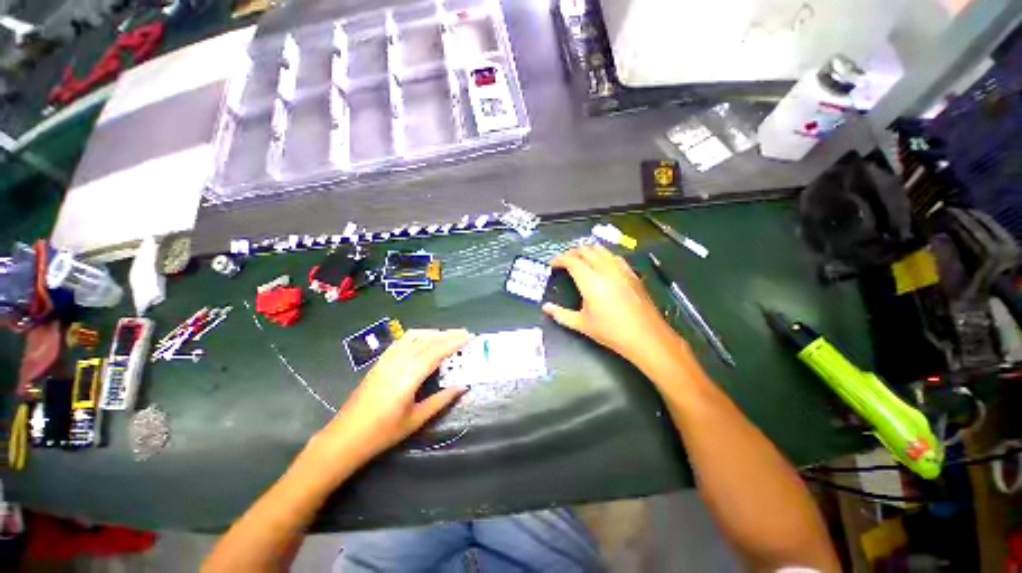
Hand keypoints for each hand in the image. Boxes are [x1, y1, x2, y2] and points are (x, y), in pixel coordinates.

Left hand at [310, 329, 471, 467]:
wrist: (345, 437)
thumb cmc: (383, 432)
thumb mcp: (416, 419)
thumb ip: (441, 400)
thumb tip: (462, 386)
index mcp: (409, 376)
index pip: (436, 352)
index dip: (453, 342)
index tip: (469, 336)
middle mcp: (398, 362)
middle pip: (427, 341)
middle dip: (447, 335)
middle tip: (464, 332)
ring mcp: (387, 360)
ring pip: (413, 337)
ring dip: (432, 333)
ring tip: (447, 335)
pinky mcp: (380, 362)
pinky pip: (401, 341)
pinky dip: (416, 336)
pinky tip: (423, 340)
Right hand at [543, 245, 670, 360]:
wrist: (646, 336)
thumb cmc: (611, 331)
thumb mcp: (581, 324)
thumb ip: (561, 314)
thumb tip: (546, 308)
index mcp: (590, 281)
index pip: (572, 260)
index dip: (559, 259)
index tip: (552, 264)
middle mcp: (605, 269)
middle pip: (585, 250)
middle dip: (571, 252)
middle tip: (564, 261)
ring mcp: (621, 269)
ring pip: (601, 250)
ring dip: (587, 251)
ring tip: (580, 260)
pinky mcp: (631, 273)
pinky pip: (613, 256)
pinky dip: (602, 256)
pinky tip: (601, 265)